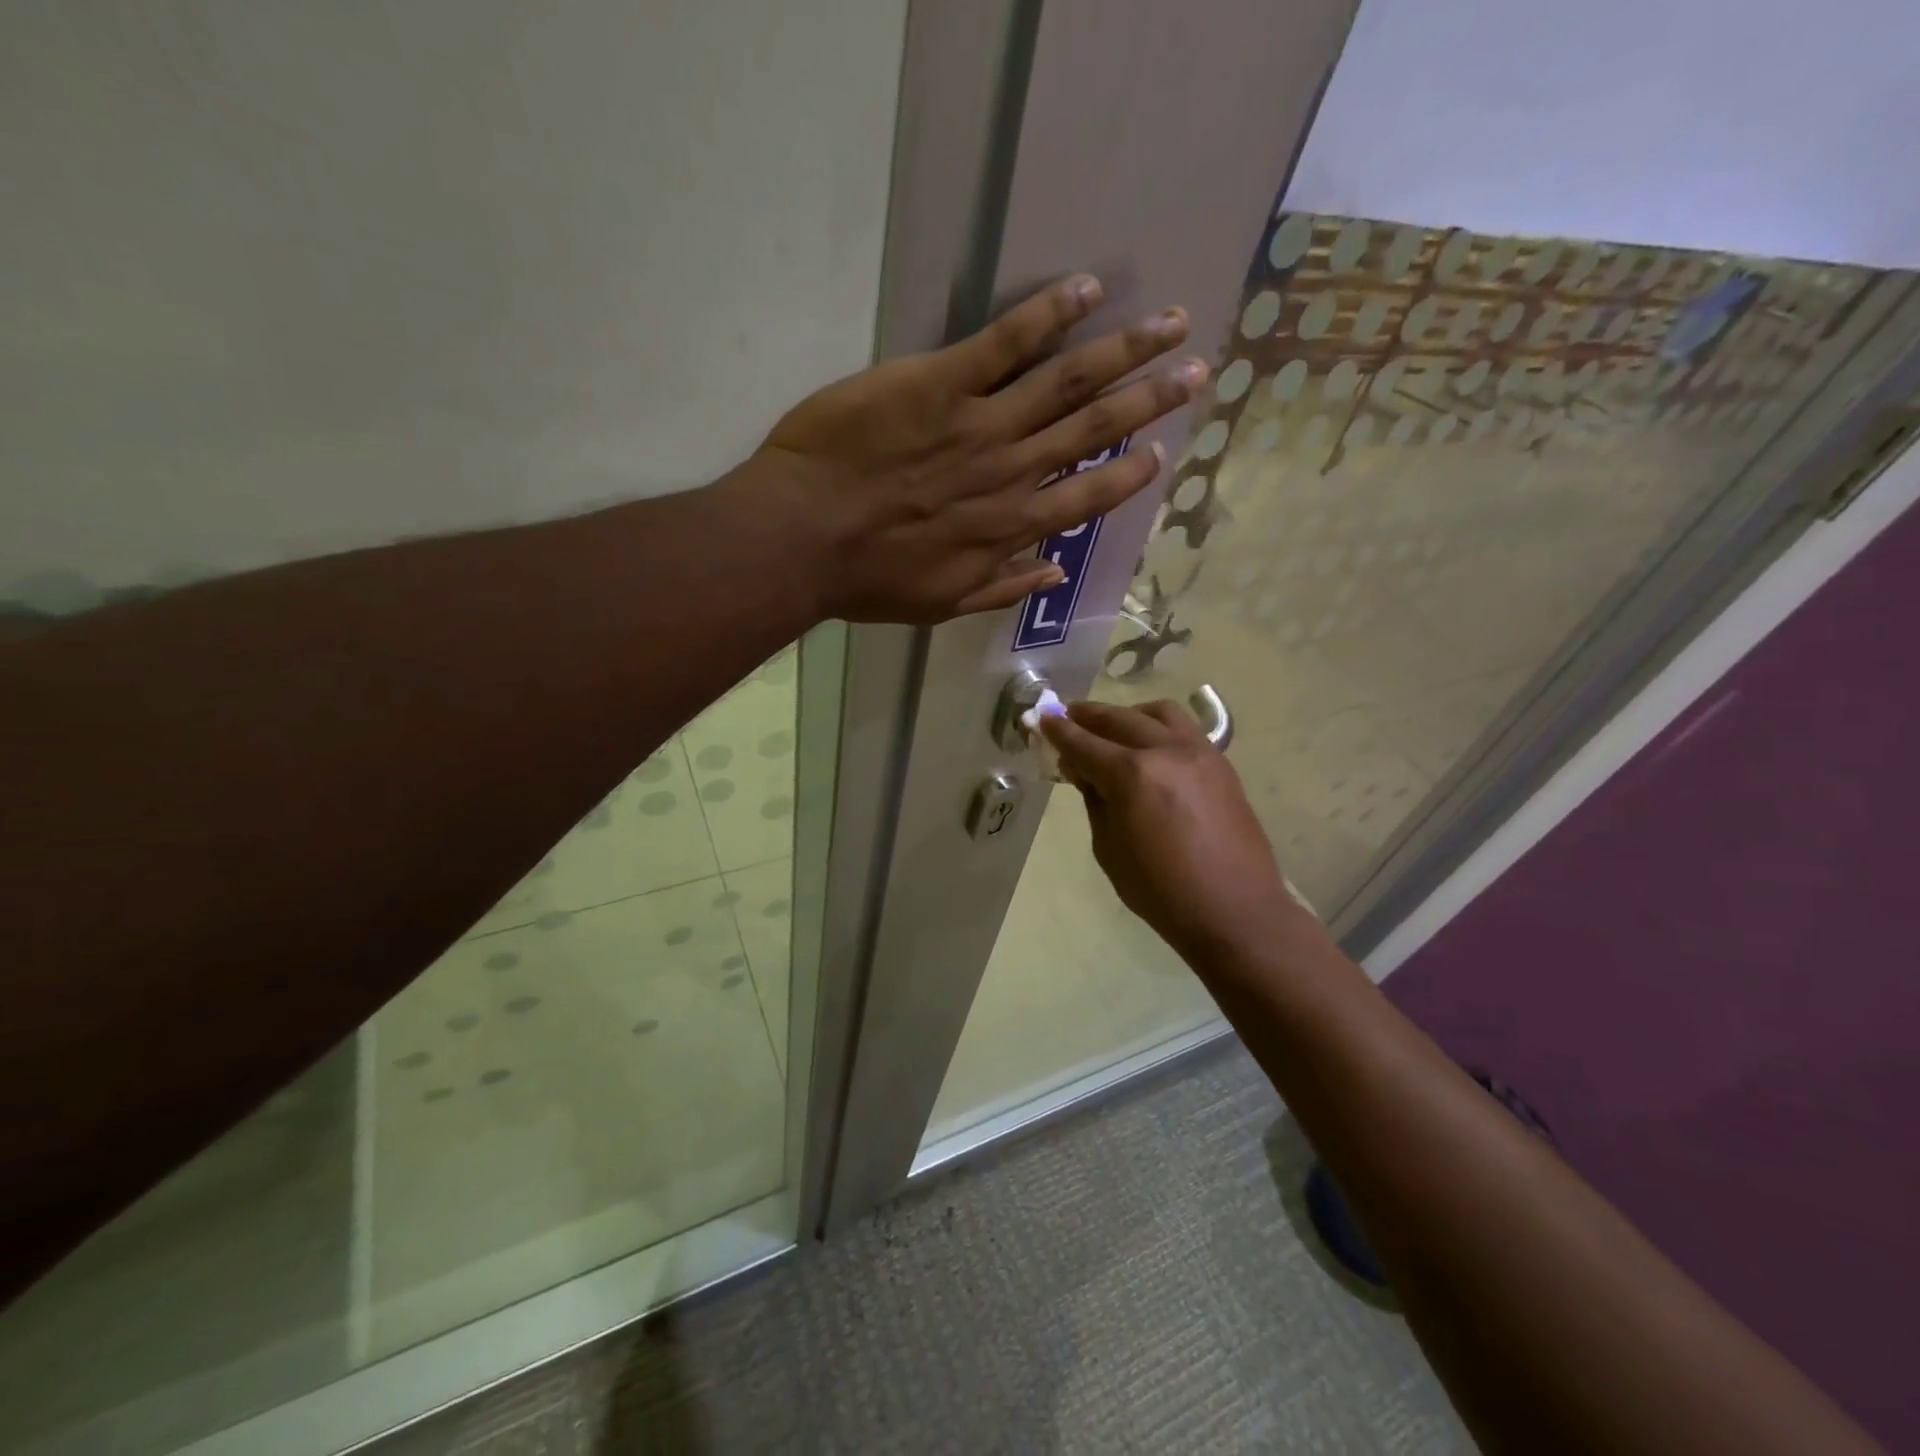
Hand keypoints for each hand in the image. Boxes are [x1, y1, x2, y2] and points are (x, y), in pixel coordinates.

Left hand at [754, 275, 1204, 622]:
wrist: (804, 538)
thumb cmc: (869, 579)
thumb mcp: (941, 603)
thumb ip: (1002, 586)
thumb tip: (1054, 574)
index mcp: (1009, 527)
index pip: (1087, 498)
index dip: (1128, 475)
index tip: (1160, 453)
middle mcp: (1011, 472)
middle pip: (1094, 429)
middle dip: (1149, 399)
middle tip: (1197, 370)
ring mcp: (980, 423)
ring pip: (1067, 381)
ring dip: (1124, 350)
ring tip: (1170, 324)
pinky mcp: (941, 382)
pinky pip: (1005, 341)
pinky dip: (1049, 313)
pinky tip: (1087, 289)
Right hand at [1042, 700, 1311, 961]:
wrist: (1234, 910)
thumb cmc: (1161, 891)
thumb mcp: (1109, 848)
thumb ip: (1095, 800)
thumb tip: (1084, 771)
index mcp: (1132, 775)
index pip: (1084, 743)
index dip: (1059, 730)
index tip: (1043, 717)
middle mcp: (1166, 751)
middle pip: (1119, 719)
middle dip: (1088, 716)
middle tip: (1068, 716)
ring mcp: (1199, 752)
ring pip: (1158, 713)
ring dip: (1128, 714)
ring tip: (1113, 728)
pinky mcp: (1221, 763)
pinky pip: (1185, 728)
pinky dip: (1159, 727)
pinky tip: (1150, 745)